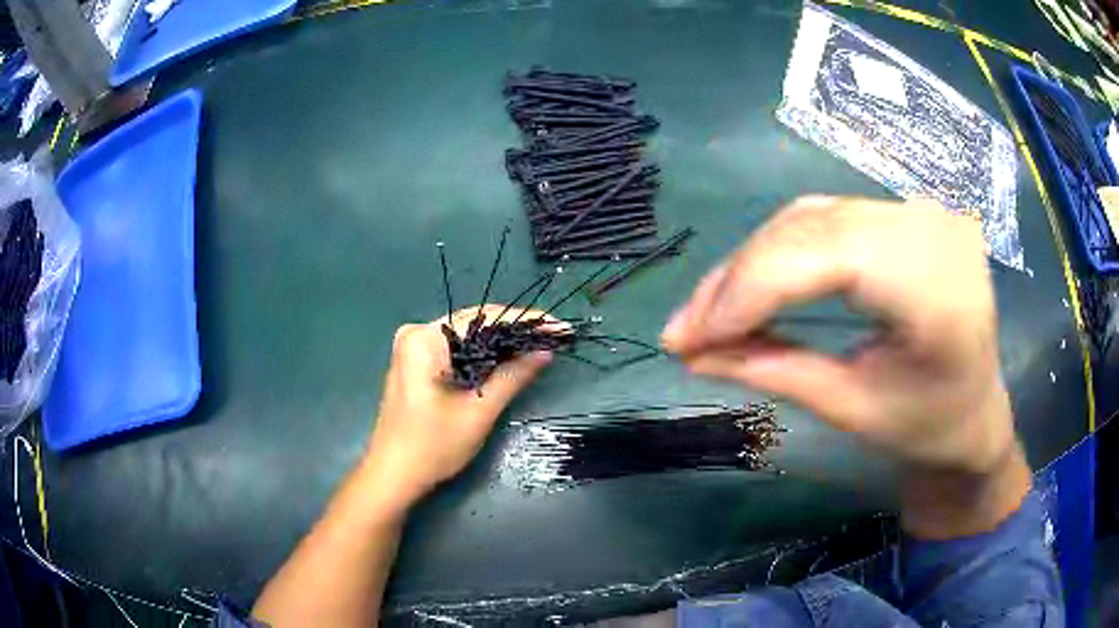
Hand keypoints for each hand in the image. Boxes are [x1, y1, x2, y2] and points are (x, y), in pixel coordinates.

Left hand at [361, 305, 552, 511]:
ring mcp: (413, 349)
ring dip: (501, 345)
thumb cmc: (433, 446)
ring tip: (539, 347)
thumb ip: (513, 375)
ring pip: (467, 338)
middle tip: (555, 337)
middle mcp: (417, 334)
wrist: (393, 475)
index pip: (484, 317)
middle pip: (475, 324)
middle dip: (515, 331)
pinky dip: (482, 357)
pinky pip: (457, 351)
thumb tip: (545, 349)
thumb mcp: (479, 410)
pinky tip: (508, 361)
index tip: (560, 327)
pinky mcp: (416, 365)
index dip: (526, 320)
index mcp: (425, 338)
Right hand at [661, 197, 1028, 536]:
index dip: (749, 290)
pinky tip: (755, 282)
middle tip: (687, 329)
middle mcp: (929, 229)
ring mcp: (919, 211)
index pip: (826, 257)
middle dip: (739, 279)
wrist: (978, 409)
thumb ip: (775, 371)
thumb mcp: (853, 409)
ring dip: (753, 263)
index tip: (688, 337)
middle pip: (810, 229)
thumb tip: (693, 353)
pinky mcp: (905, 213)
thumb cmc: (929, 427)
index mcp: (936, 289)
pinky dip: (782, 251)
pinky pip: (827, 219)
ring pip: (810, 217)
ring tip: (712, 311)